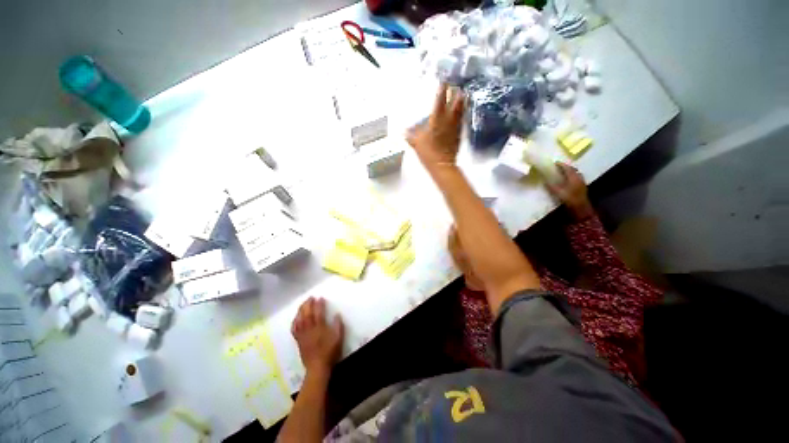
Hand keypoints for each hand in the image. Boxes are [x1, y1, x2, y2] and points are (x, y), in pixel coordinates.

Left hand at [291, 297, 343, 374]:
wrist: (317, 367)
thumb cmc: (330, 352)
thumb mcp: (338, 339)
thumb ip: (338, 326)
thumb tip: (337, 315)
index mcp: (320, 328)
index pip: (319, 312)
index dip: (319, 304)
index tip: (320, 297)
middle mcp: (310, 329)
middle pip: (307, 314)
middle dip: (308, 304)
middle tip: (310, 297)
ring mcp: (303, 335)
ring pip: (299, 320)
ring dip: (301, 310)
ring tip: (303, 304)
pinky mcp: (299, 340)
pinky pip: (294, 329)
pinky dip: (294, 322)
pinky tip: (296, 318)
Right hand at [406, 83, 464, 172]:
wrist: (442, 165)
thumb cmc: (428, 152)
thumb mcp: (416, 143)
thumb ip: (411, 135)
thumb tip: (404, 131)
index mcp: (437, 119)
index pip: (440, 100)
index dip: (442, 89)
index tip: (444, 81)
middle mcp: (448, 120)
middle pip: (455, 101)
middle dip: (455, 92)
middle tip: (455, 86)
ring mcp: (456, 127)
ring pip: (461, 110)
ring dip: (461, 101)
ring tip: (462, 95)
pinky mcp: (459, 134)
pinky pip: (461, 120)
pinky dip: (461, 114)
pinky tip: (461, 113)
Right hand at [547, 163, 593, 219]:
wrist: (581, 208)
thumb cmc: (569, 199)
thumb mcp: (558, 192)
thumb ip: (551, 186)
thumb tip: (545, 181)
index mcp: (573, 177)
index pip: (567, 168)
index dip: (561, 165)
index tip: (555, 163)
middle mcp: (579, 178)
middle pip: (573, 170)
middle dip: (566, 168)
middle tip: (559, 168)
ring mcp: (582, 182)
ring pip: (575, 174)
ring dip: (569, 172)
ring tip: (563, 174)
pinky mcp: (582, 187)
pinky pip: (577, 179)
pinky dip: (572, 177)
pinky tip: (568, 181)